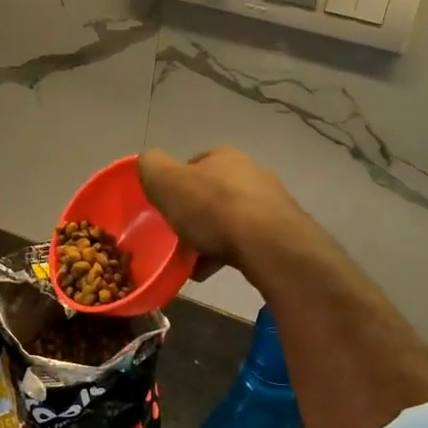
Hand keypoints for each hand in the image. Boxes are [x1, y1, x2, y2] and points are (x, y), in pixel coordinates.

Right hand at [139, 148, 307, 280]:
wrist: (267, 243)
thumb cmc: (212, 208)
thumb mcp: (166, 182)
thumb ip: (151, 167)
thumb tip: (147, 163)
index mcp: (223, 157)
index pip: (193, 165)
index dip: (175, 185)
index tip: (164, 208)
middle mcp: (250, 172)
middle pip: (212, 194)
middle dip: (194, 215)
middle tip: (176, 237)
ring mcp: (269, 202)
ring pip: (229, 219)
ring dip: (210, 237)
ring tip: (191, 262)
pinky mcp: (280, 230)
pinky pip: (245, 241)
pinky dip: (226, 253)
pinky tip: (210, 271)